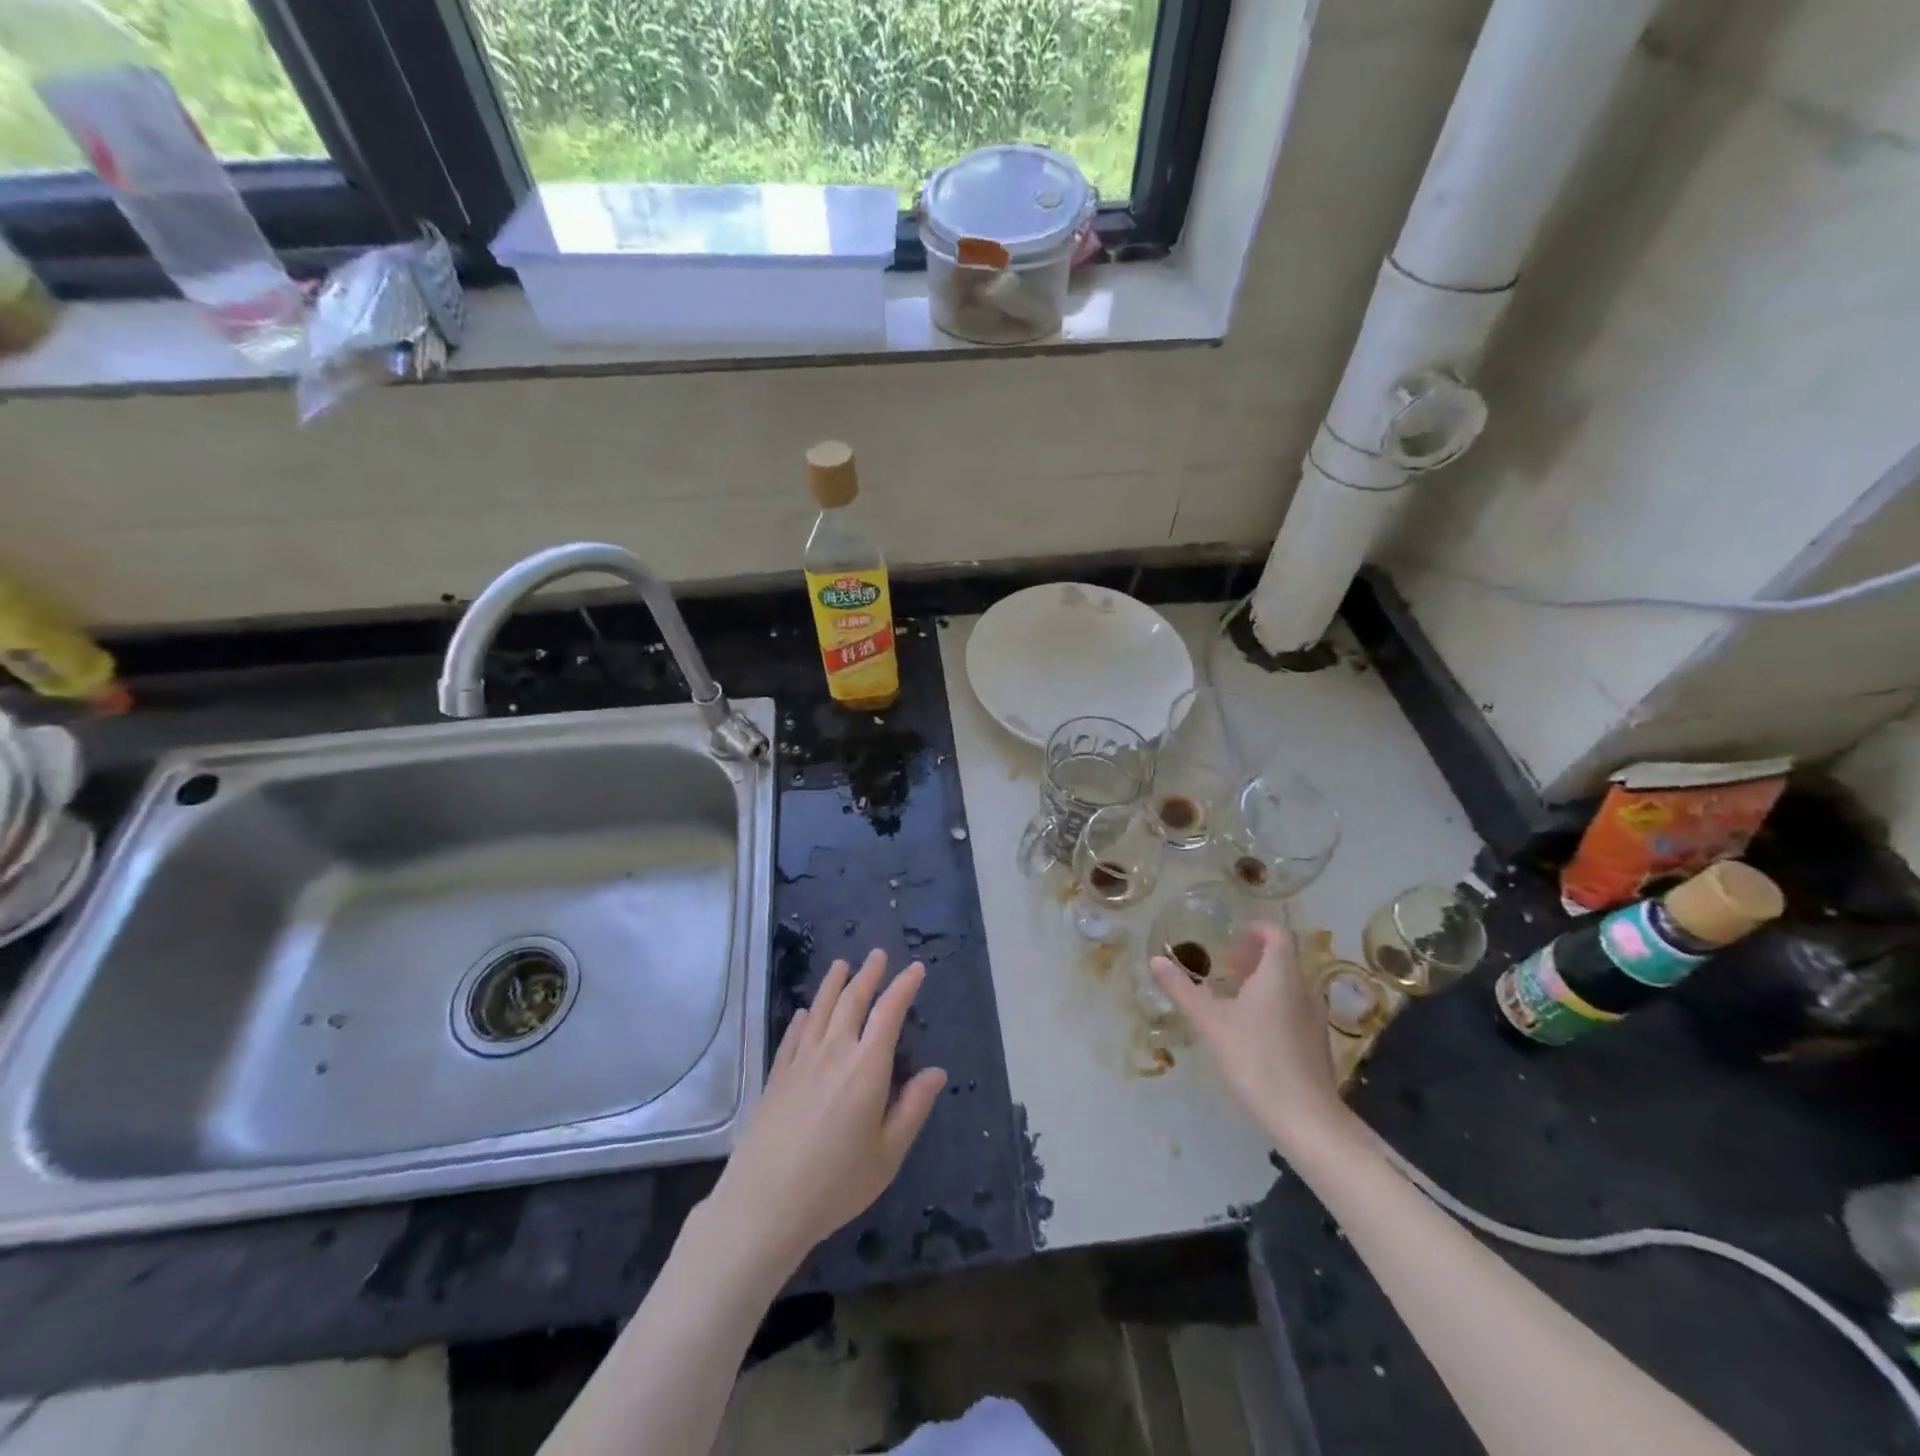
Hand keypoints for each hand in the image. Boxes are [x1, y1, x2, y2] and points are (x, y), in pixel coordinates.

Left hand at [707, 950, 946, 1273]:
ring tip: (842, 964)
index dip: (903, 987)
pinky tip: (803, 1013)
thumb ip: (912, 1108)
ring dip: (833, 985)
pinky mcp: (776, 1077)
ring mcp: (800, 1062)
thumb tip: (936, 1072)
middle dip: (868, 975)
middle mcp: (834, 1052)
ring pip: (819, 1010)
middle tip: (878, 954)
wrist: (765, 1204)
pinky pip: (792, 1037)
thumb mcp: (887, 1154)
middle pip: (852, 1001)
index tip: (915, 969)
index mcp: (867, 1068)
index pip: (889, 1013)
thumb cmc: (836, 1183)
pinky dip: (801, 1019)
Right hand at [1150, 921, 1357, 1154]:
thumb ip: (1182, 988)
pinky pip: (1295, 1008)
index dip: (1257, 929)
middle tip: (1225, 965)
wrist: (1304, 1116)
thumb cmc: (1254, 1058)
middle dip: (1254, 956)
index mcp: (1280, 975)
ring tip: (1233, 997)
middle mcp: (1303, 989)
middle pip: (1283, 959)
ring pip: (1289, 985)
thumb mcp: (1209, 1021)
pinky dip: (1273, 1004)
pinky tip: (1251, 1030)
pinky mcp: (1317, 1042)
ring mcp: (1314, 1017)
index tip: (1232, 936)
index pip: (1278, 934)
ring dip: (1263, 982)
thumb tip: (1156, 959)